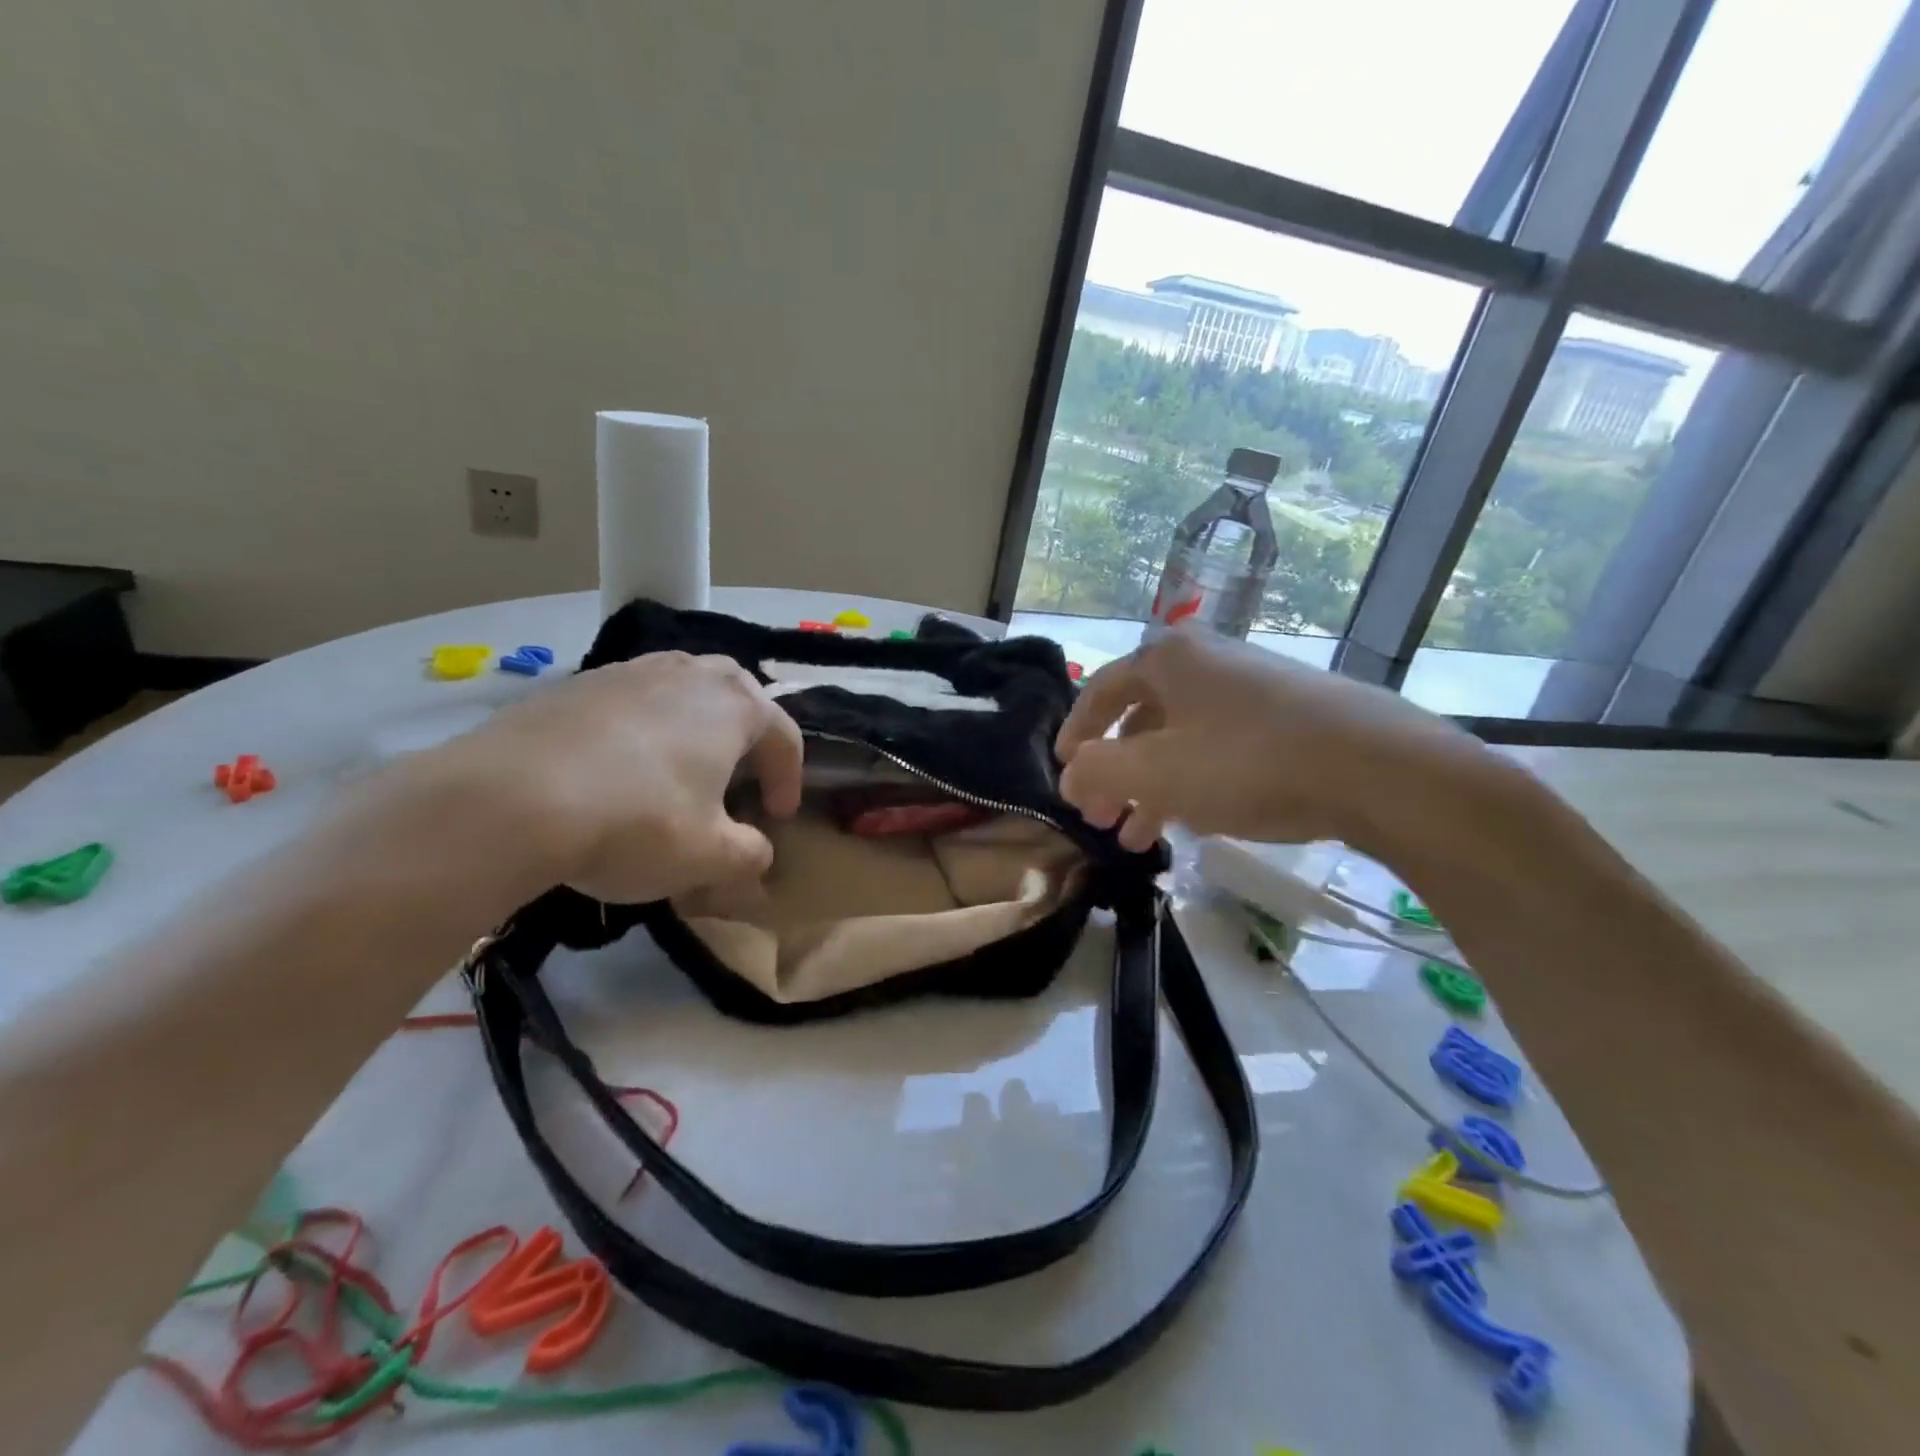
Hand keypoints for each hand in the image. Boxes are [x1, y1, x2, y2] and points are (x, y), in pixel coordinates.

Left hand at [427, 652, 802, 902]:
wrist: (509, 800)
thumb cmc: (637, 822)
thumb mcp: (709, 856)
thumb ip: (750, 855)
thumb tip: (758, 853)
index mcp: (736, 705)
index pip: (785, 737)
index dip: (788, 780)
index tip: (777, 817)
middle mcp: (689, 673)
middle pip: (738, 696)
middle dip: (746, 737)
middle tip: (738, 778)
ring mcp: (629, 671)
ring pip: (681, 691)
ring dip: (693, 727)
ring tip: (679, 769)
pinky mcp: (576, 683)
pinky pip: (630, 702)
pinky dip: (640, 730)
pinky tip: (617, 769)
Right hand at [1056, 629, 1491, 854]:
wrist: (1376, 767)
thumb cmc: (1248, 762)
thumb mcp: (1157, 771)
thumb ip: (1099, 772)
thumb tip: (1069, 776)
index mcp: (1168, 660)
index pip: (1101, 690)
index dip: (1075, 733)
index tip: (1062, 771)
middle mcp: (1206, 662)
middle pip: (1141, 719)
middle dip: (1115, 772)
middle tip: (1100, 817)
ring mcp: (1251, 688)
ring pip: (1181, 739)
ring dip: (1152, 787)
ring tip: (1138, 838)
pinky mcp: (1287, 717)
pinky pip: (1220, 748)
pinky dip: (1194, 783)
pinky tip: (1193, 821)